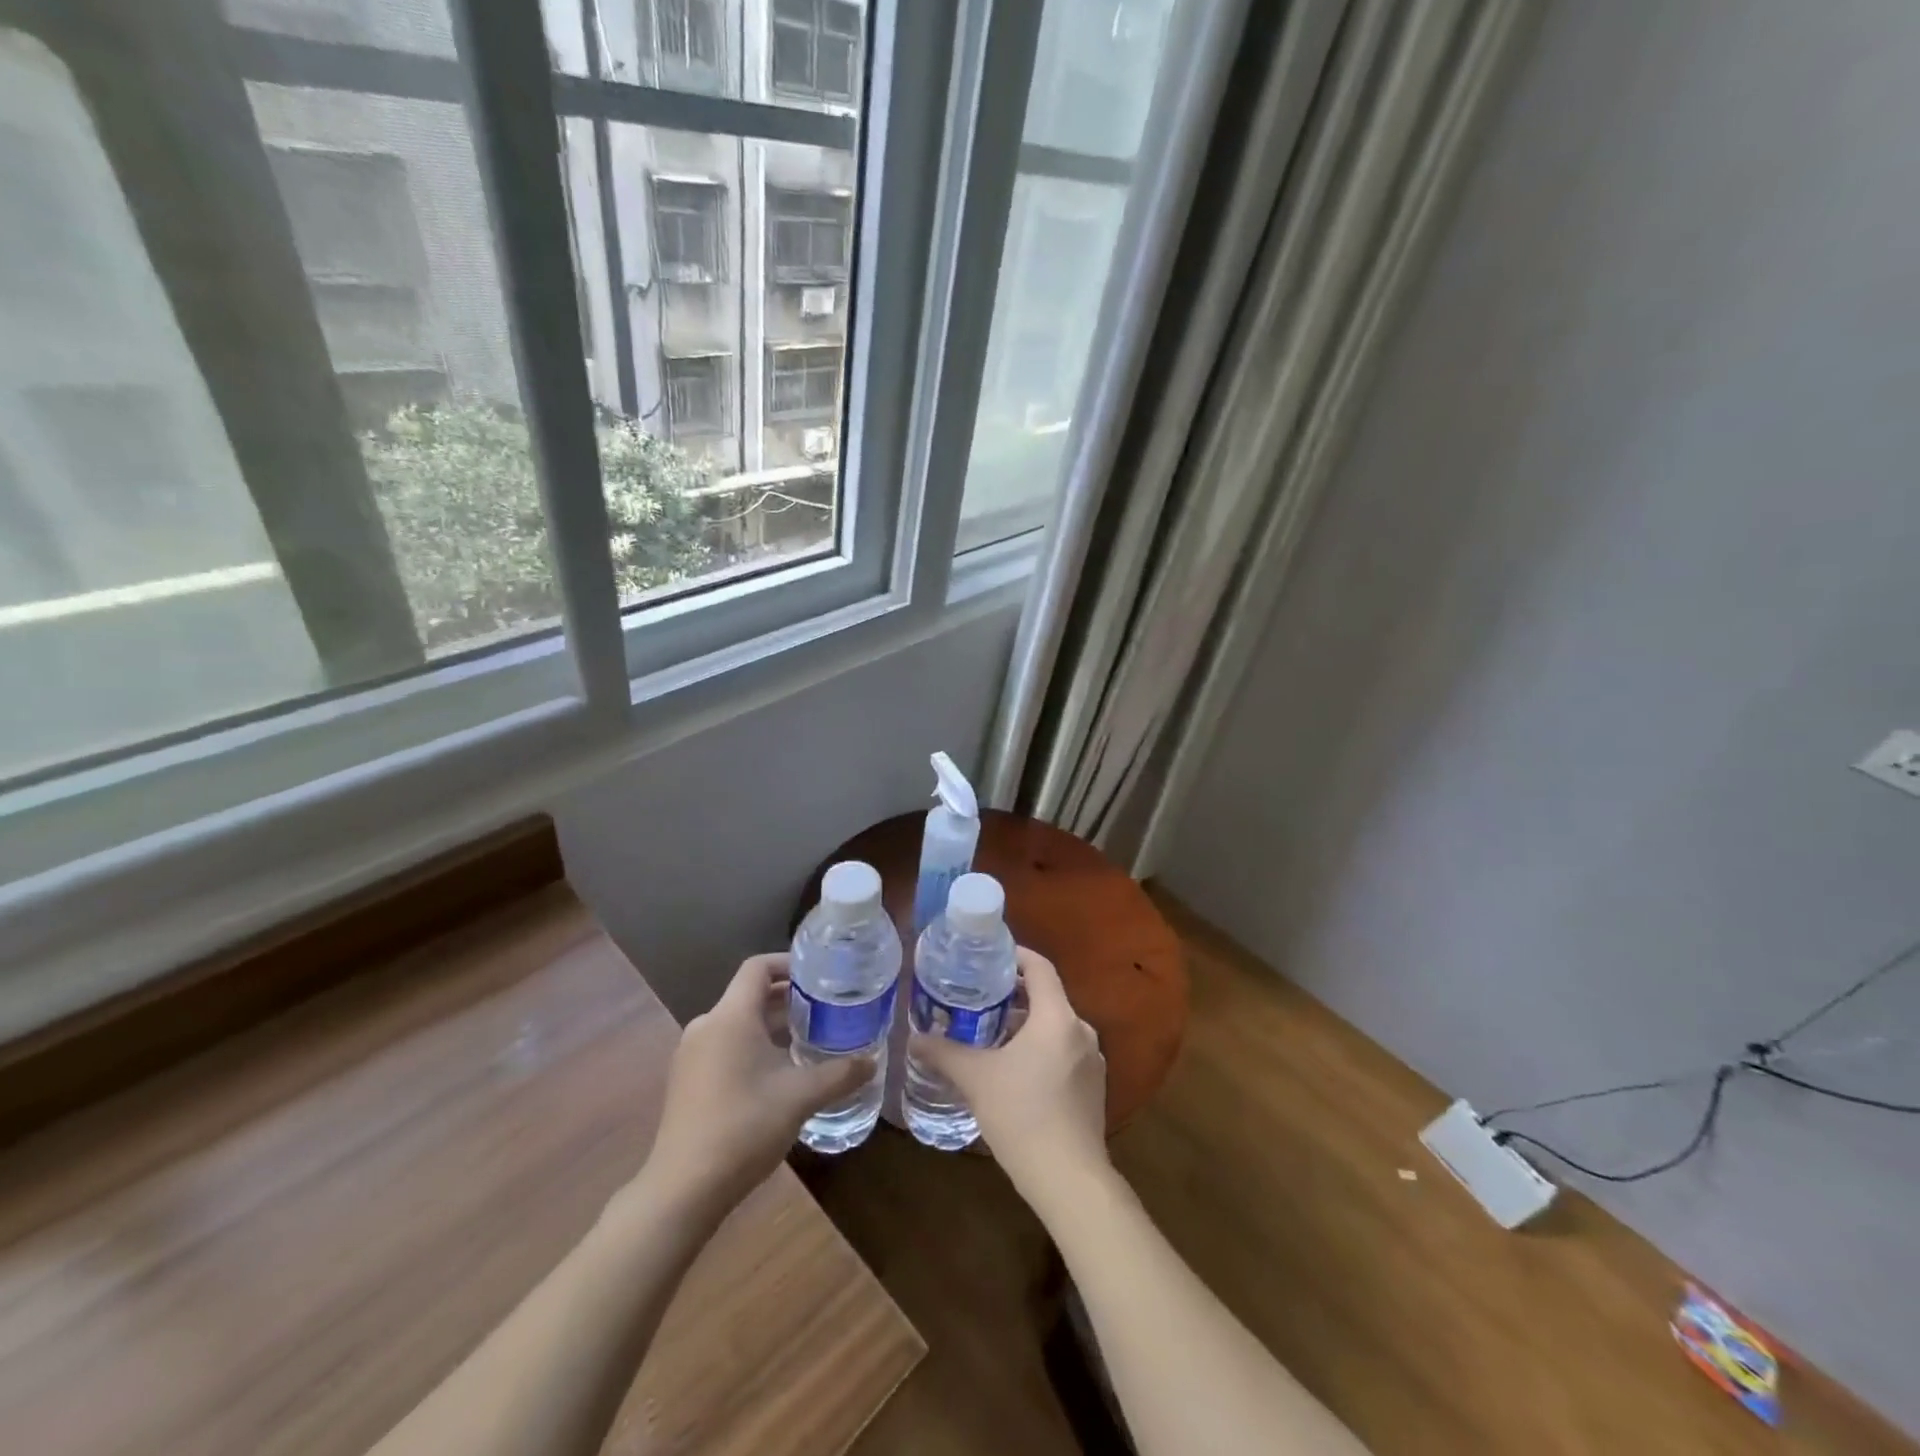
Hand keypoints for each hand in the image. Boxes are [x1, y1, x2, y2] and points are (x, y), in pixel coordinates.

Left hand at [642, 954, 873, 1220]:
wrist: (683, 1189)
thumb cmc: (744, 1127)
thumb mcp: (800, 1097)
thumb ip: (839, 1074)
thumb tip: (873, 1061)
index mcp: (731, 1017)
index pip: (758, 967)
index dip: (788, 963)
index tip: (819, 974)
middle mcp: (707, 1025)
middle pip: (749, 994)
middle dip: (787, 998)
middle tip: (825, 1007)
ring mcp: (692, 1054)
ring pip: (738, 1022)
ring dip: (771, 1024)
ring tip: (808, 1038)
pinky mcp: (687, 1080)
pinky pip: (724, 1045)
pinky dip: (752, 1045)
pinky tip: (777, 1072)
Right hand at [908, 948, 1110, 1216]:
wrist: (1069, 1179)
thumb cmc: (1022, 1115)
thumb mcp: (975, 1079)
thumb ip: (944, 1053)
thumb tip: (913, 1038)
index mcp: (1057, 1017)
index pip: (1040, 968)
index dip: (1016, 956)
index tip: (991, 955)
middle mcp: (1081, 1031)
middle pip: (1047, 998)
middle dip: (1014, 995)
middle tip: (979, 997)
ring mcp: (1092, 1061)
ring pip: (1055, 1027)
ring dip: (1026, 1025)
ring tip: (990, 1034)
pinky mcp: (1094, 1087)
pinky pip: (1064, 1052)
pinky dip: (1040, 1049)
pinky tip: (1014, 1070)